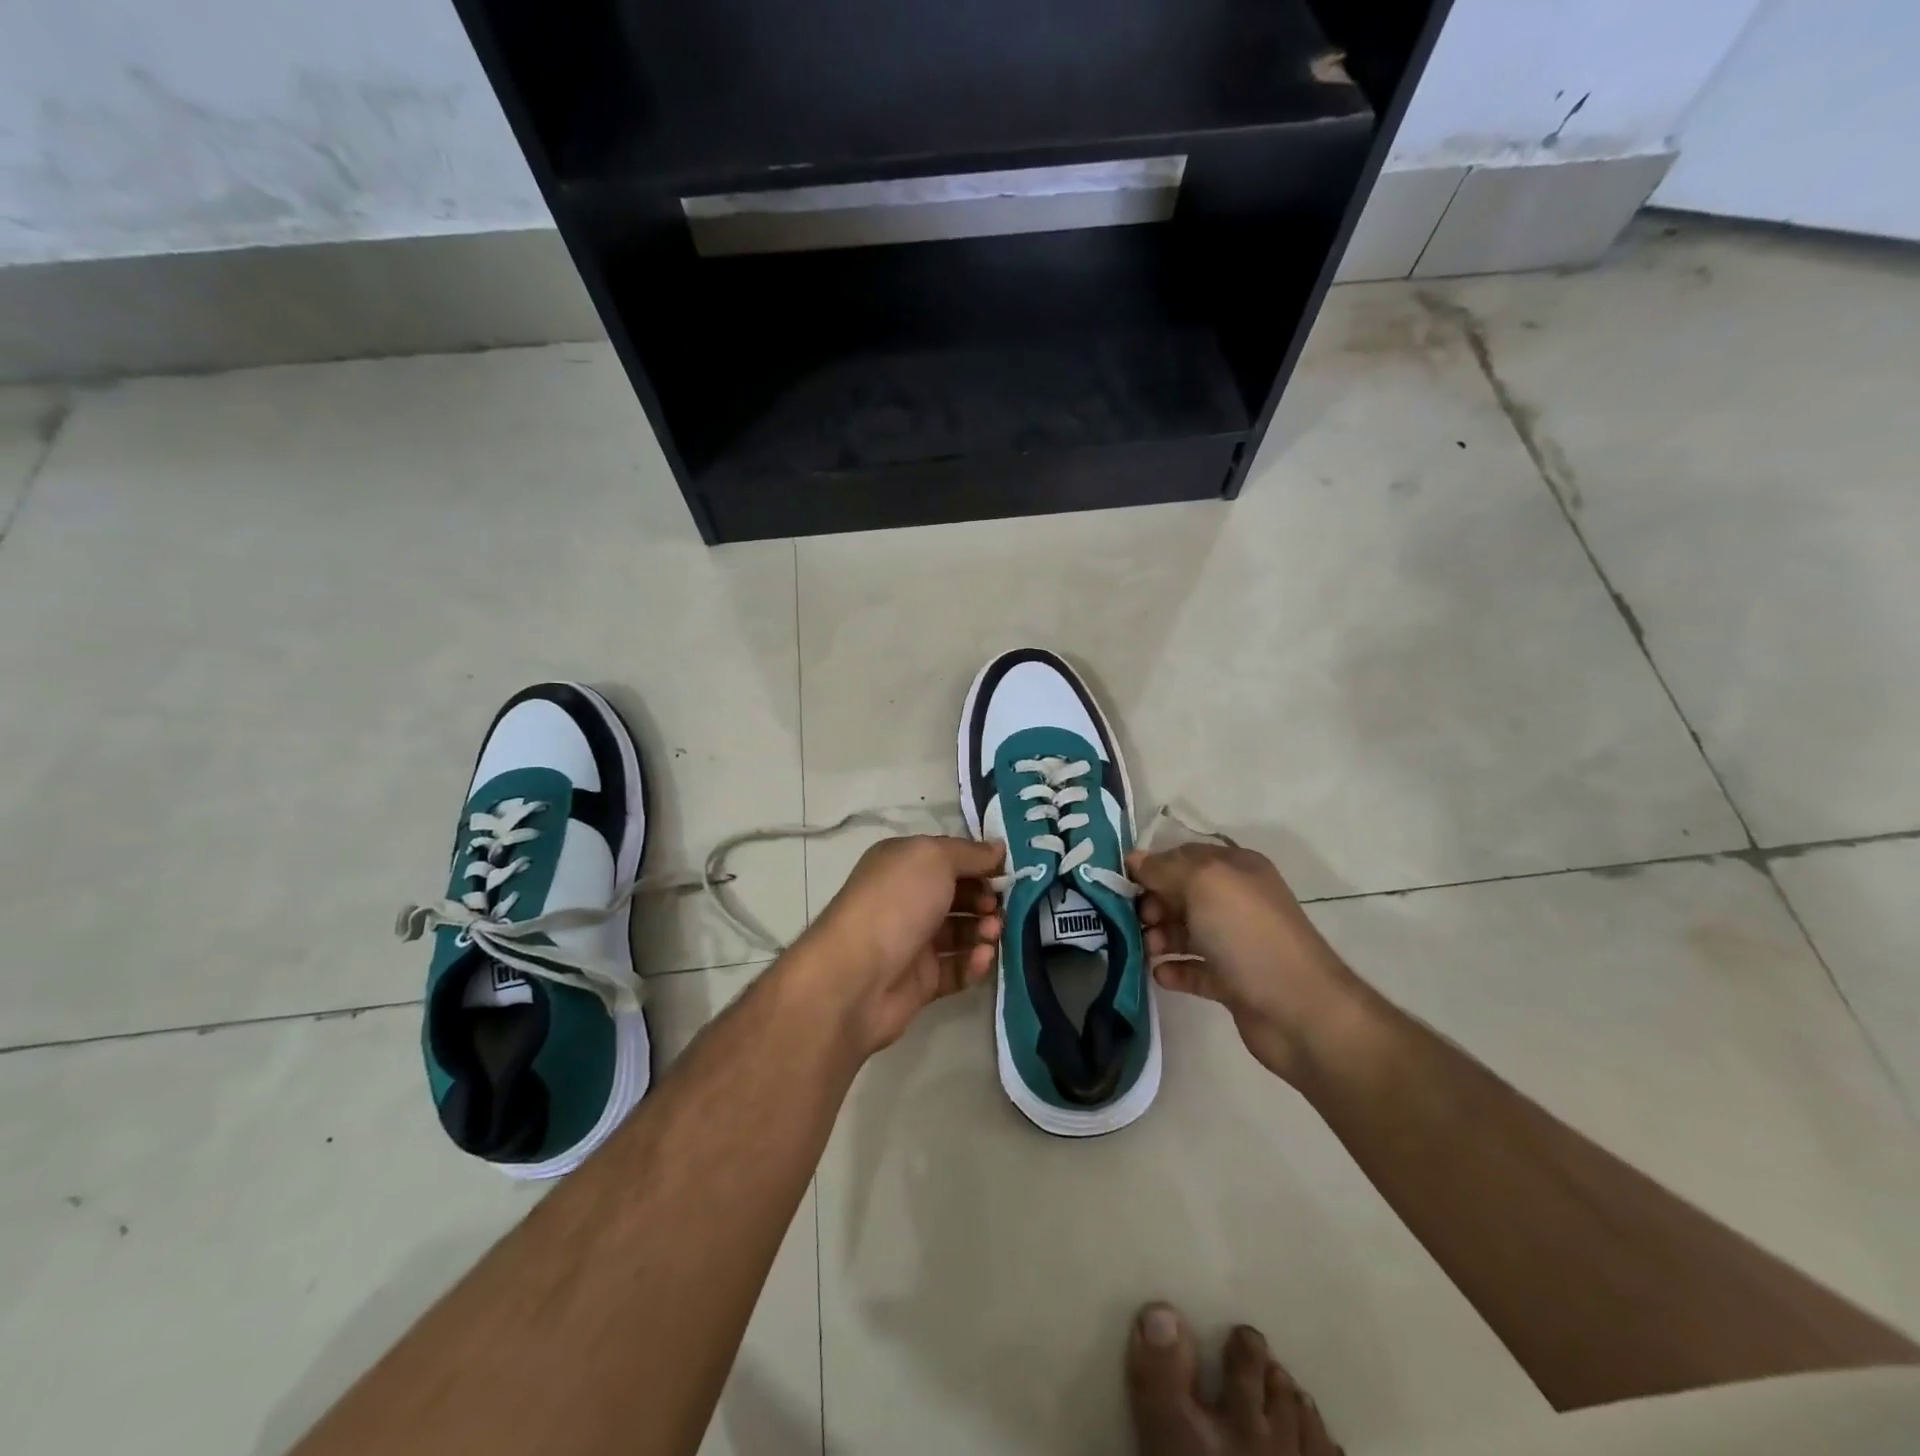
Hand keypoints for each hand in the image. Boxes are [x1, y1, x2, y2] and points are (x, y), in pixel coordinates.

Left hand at [794, 836, 1005, 1054]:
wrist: (856, 977)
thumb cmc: (896, 903)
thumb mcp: (934, 858)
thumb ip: (970, 853)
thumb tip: (997, 848)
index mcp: (902, 864)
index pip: (948, 857)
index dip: (979, 863)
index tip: (1007, 872)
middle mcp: (906, 899)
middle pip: (957, 895)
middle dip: (985, 899)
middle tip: (997, 908)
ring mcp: (912, 941)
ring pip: (960, 933)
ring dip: (983, 931)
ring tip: (992, 934)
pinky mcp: (920, 981)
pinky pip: (956, 969)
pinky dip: (973, 964)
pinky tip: (981, 959)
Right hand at [1126, 843, 1363, 1082]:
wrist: (1299, 1010)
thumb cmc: (1248, 934)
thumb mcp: (1204, 883)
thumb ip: (1164, 868)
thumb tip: (1134, 860)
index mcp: (1236, 868)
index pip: (1183, 856)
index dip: (1152, 866)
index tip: (1120, 883)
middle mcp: (1236, 900)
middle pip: (1180, 894)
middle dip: (1153, 904)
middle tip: (1138, 921)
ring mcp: (1235, 942)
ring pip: (1184, 931)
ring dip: (1159, 937)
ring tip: (1149, 950)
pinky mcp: (1232, 981)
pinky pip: (1193, 968)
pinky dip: (1174, 969)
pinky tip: (1161, 975)